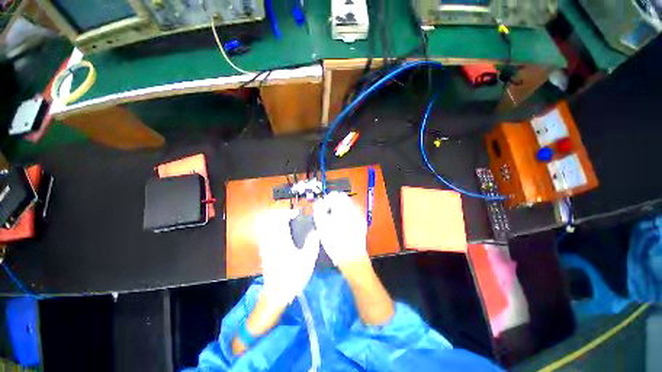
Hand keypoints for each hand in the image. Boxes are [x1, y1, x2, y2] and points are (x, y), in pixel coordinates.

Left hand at [255, 208, 319, 306]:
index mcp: (281, 241)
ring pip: (268, 226)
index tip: (297, 214)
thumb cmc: (293, 277)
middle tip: (293, 217)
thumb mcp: (307, 261)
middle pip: (271, 220)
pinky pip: (267, 233)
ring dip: (277, 221)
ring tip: (289, 223)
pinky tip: (284, 234)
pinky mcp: (264, 251)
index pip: (280, 219)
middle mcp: (271, 240)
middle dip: (282, 214)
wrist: (276, 295)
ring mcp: (266, 246)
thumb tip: (315, 231)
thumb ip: (312, 243)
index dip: (288, 213)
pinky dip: (274, 228)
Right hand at [313, 192, 367, 267]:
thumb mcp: (321, 226)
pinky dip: (347, 214)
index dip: (326, 200)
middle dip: (334, 203)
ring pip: (348, 205)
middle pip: (342, 198)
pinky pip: (353, 212)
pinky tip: (342, 224)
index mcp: (343, 208)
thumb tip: (319, 203)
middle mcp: (353, 208)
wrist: (351, 257)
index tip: (323, 207)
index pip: (334, 195)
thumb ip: (318, 210)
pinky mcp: (362, 221)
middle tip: (328, 213)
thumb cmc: (335, 242)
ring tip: (334, 219)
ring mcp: (359, 215)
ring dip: (340, 208)